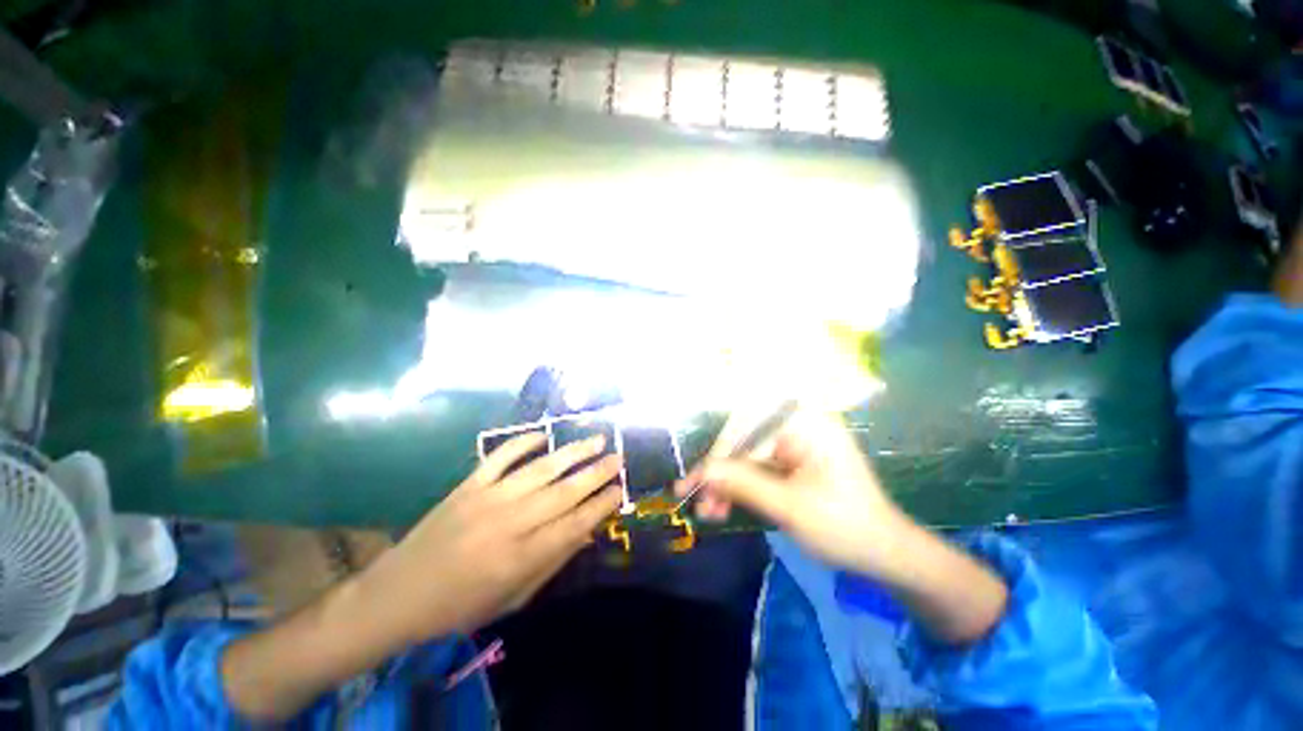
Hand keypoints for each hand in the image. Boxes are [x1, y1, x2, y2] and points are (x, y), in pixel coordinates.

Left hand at [358, 432, 622, 642]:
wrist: (398, 595)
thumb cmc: (460, 606)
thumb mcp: (513, 599)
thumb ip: (553, 563)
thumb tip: (587, 532)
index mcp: (521, 559)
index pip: (574, 525)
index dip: (601, 505)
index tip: (620, 489)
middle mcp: (509, 524)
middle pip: (564, 492)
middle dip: (596, 473)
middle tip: (619, 457)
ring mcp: (487, 499)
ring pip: (541, 469)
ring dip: (573, 452)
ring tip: (597, 439)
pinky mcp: (468, 485)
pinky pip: (501, 456)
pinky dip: (524, 441)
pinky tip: (544, 435)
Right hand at [676, 408, 910, 579]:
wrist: (883, 553)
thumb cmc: (846, 527)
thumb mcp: (791, 507)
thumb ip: (744, 484)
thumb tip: (702, 471)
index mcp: (806, 423)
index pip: (747, 425)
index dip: (717, 453)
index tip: (694, 481)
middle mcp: (796, 424)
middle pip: (742, 440)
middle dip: (718, 473)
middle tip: (697, 502)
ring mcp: (791, 442)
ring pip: (744, 455)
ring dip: (724, 483)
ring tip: (707, 513)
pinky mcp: (788, 459)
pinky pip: (754, 466)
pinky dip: (738, 487)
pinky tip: (722, 507)